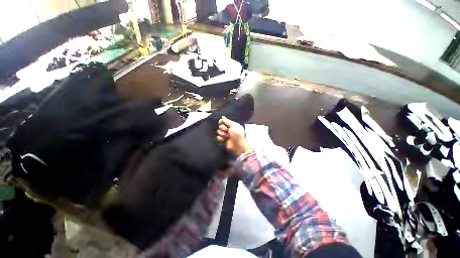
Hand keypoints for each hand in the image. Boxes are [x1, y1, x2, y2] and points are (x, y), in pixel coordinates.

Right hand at [216, 116, 250, 156]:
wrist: (238, 145)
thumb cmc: (237, 134)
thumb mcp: (234, 126)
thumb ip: (227, 121)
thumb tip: (222, 116)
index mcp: (231, 125)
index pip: (223, 121)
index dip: (221, 121)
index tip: (221, 122)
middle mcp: (228, 129)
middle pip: (220, 126)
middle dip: (222, 128)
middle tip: (227, 131)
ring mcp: (225, 135)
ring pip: (218, 131)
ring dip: (222, 134)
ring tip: (227, 136)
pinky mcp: (222, 140)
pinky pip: (218, 137)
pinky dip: (221, 138)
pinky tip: (224, 140)